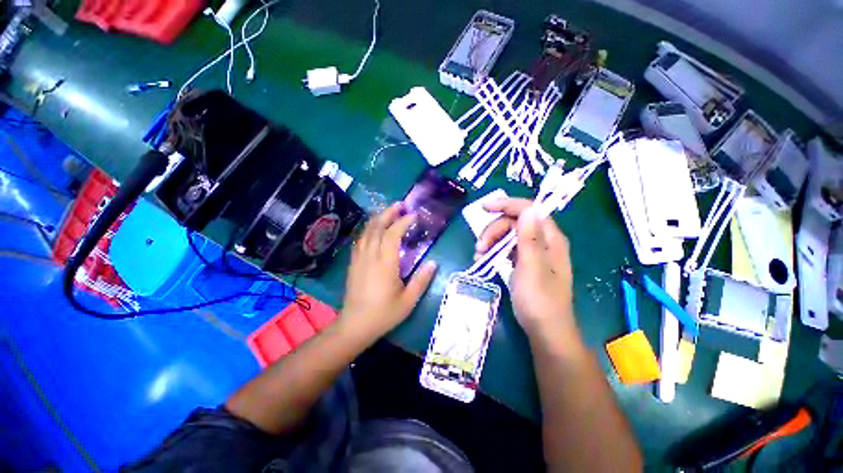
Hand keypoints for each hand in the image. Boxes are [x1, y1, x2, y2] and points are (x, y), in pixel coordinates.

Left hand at [340, 203, 437, 342]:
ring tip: (388, 212)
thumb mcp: (408, 300)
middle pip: (376, 227)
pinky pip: (360, 239)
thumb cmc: (384, 314)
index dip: (403, 222)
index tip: (413, 216)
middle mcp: (370, 256)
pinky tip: (373, 229)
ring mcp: (359, 258)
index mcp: (385, 263)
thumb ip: (422, 280)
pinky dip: (368, 229)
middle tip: (399, 205)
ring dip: (377, 218)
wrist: (355, 325)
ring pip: (366, 231)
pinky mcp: (353, 263)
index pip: (392, 234)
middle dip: (388, 213)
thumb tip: (433, 263)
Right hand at [477, 199, 576, 338]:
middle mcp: (543, 241)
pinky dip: (494, 250)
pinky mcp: (525, 262)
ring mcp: (533, 252)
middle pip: (514, 222)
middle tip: (479, 247)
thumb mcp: (532, 267)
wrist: (545, 330)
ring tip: (479, 256)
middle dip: (494, 230)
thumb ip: (530, 238)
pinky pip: (507, 248)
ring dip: (491, 241)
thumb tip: (528, 208)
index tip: (483, 208)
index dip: (506, 204)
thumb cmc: (539, 300)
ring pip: (508, 235)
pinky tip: (485, 259)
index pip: (529, 209)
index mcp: (550, 238)